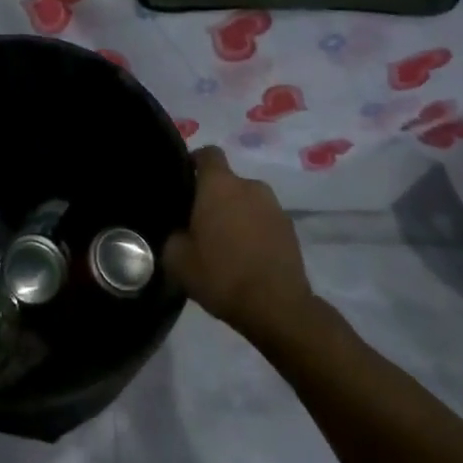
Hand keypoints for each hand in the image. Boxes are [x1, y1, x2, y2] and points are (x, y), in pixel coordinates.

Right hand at [164, 147, 317, 346]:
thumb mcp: (177, 260)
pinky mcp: (291, 230)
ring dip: (237, 214)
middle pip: (228, 181)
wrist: (278, 308)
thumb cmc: (222, 275)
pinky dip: (256, 231)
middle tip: (201, 223)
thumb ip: (172, 235)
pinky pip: (265, 221)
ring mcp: (274, 207)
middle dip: (215, 197)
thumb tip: (176, 231)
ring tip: (227, 244)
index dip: (195, 162)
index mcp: (219, 184)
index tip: (185, 181)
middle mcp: (249, 185)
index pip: (207, 153)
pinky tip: (248, 257)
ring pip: (248, 201)